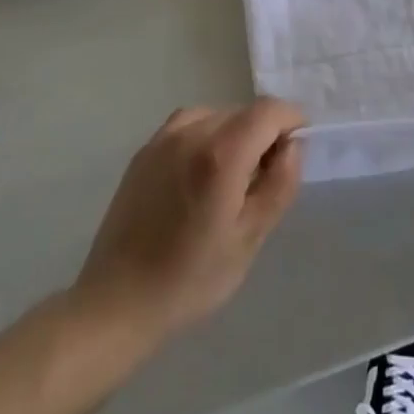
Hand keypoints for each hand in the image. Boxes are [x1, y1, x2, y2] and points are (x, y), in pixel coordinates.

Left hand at [73, 99, 306, 342]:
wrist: (117, 303)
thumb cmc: (191, 278)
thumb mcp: (250, 238)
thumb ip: (280, 184)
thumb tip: (293, 145)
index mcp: (221, 153)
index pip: (270, 110)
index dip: (292, 121)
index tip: (296, 151)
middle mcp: (192, 132)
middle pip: (244, 112)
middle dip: (264, 134)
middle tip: (263, 180)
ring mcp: (163, 138)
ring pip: (217, 115)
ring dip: (235, 135)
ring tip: (230, 179)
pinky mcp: (145, 150)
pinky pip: (189, 125)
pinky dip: (207, 137)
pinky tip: (200, 176)